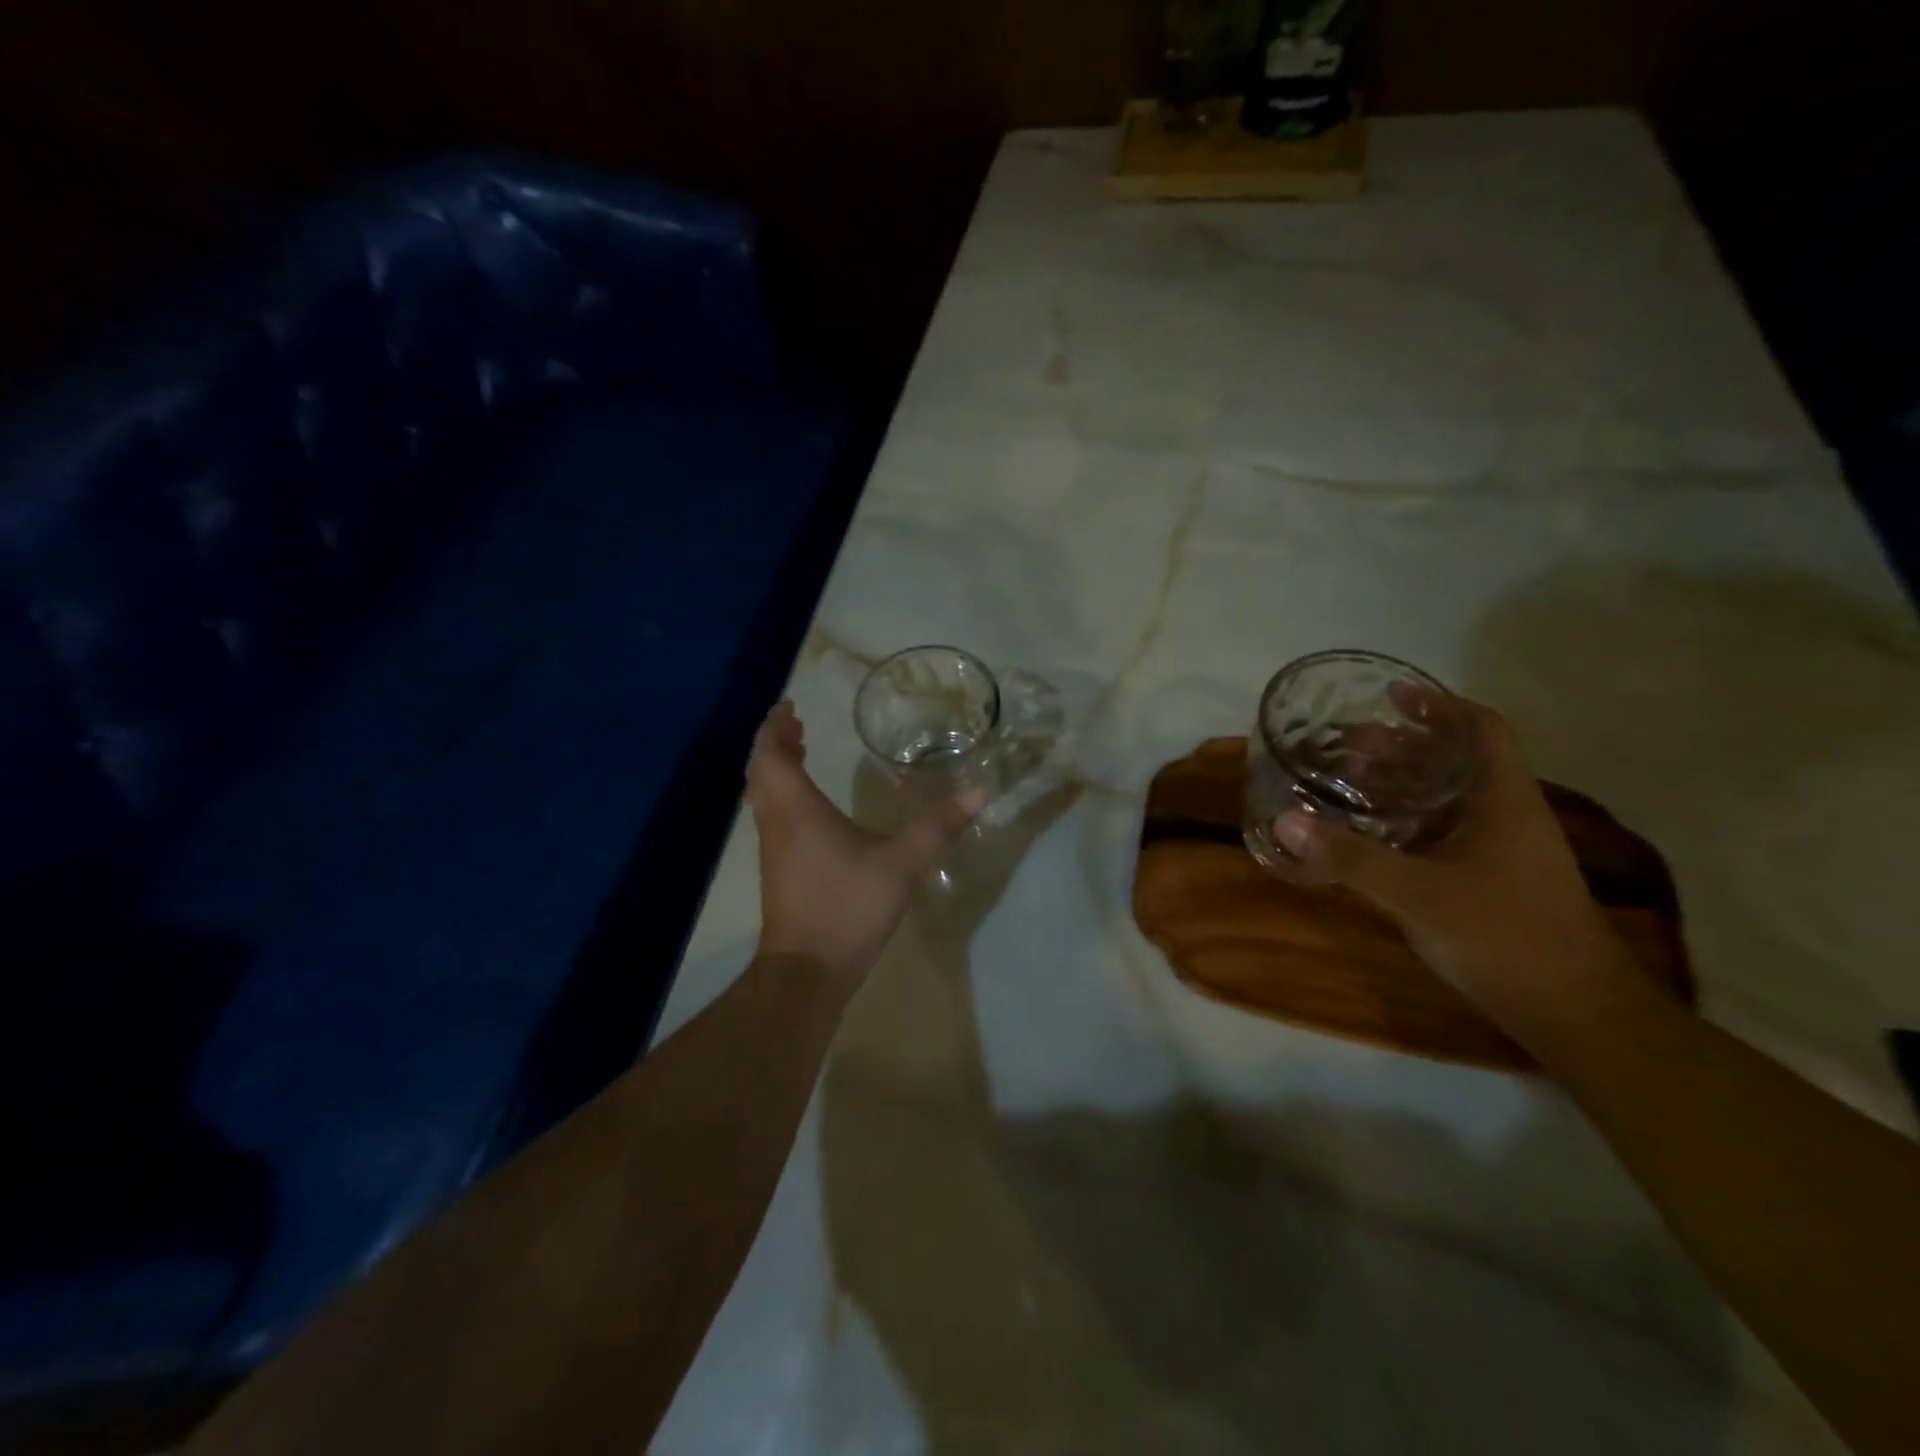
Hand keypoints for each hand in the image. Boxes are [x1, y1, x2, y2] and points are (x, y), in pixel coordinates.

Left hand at [746, 701, 980, 993]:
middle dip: (775, 743)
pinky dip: (783, 795)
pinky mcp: (778, 872)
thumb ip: (938, 827)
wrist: (806, 972)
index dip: (776, 727)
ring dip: (776, 769)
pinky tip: (811, 809)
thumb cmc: (848, 907)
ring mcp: (773, 850)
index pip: (772, 754)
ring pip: (763, 796)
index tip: (790, 707)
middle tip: (797, 725)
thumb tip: (978, 791)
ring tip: (800, 754)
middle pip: (761, 772)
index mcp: (796, 810)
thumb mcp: (901, 864)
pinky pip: (772, 817)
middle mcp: (776, 823)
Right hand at [1273, 697, 1637, 1022]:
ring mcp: (1501, 849)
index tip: (1392, 696)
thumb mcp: (1416, 894)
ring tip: (1348, 780)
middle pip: (1456, 760)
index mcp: (1502, 800)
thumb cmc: (1503, 936)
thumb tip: (1287, 821)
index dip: (1439, 705)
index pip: (1481, 729)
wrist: (1576, 1012)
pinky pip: (1443, 830)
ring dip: (1401, 782)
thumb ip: (1351, 857)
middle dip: (1402, 744)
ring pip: (1447, 797)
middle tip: (1347, 742)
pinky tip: (1370, 833)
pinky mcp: (1491, 879)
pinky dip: (1406, 820)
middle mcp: (1505, 815)